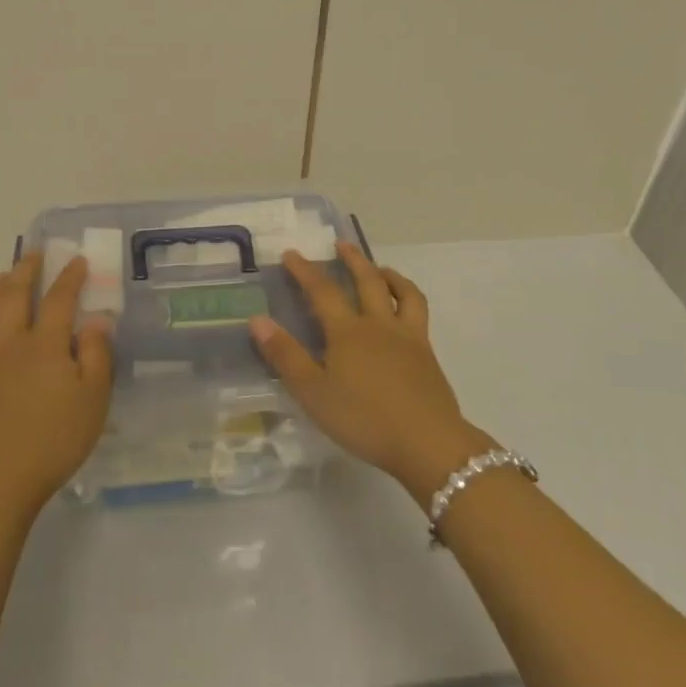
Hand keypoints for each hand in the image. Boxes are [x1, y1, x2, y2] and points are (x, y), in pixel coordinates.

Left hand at [0, 252, 114, 516]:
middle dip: (26, 271)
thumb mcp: (93, 398)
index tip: (78, 260)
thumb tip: (96, 319)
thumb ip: (97, 354)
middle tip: (34, 253)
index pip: (58, 300)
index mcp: (45, 345)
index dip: (70, 278)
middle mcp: (13, 344)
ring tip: (2, 274)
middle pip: (15, 296)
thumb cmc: (55, 438)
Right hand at [249, 244, 490, 501]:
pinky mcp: (427, 355)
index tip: (291, 254)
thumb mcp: (313, 392)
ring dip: (389, 275)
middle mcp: (379, 325)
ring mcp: (408, 338)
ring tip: (381, 269)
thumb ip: (285, 356)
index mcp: (347, 332)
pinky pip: (419, 314)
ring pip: (402, 293)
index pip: (322, 291)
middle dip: (352, 260)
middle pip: (367, 281)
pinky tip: (405, 311)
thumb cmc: (363, 419)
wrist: (427, 442)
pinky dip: (409, 300)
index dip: (305, 271)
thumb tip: (258, 319)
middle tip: (341, 244)